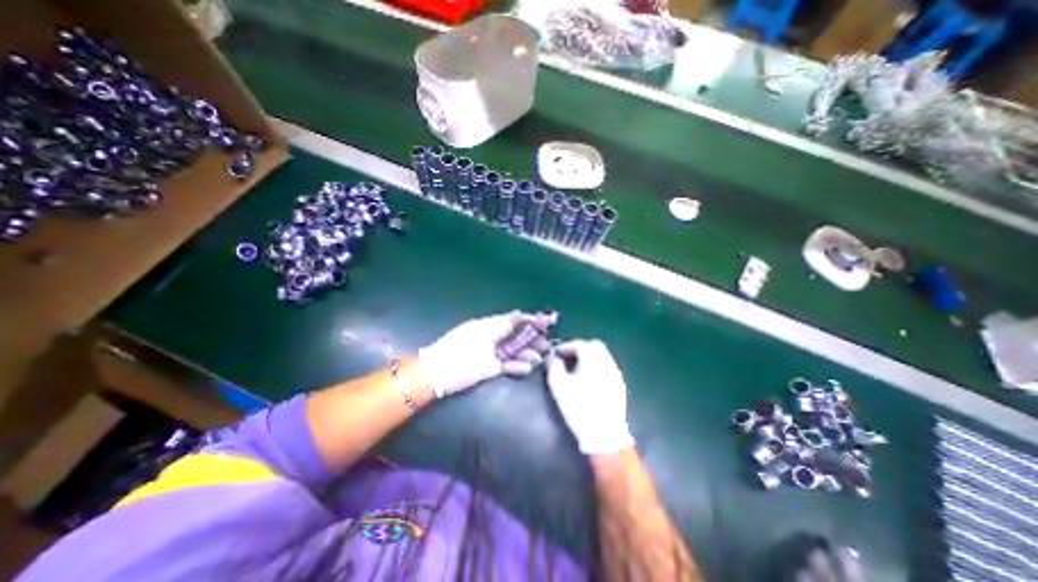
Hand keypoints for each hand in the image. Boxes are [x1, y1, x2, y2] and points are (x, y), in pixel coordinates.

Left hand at [416, 308, 554, 399]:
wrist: (441, 371)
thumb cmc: (462, 346)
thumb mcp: (484, 330)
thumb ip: (505, 323)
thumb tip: (521, 313)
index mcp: (491, 325)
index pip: (515, 321)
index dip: (531, 321)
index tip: (548, 322)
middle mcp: (494, 338)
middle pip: (518, 337)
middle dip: (533, 339)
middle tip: (546, 344)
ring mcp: (493, 354)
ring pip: (515, 352)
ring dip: (528, 353)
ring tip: (539, 357)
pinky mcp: (492, 369)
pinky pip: (509, 366)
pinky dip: (518, 367)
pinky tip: (526, 367)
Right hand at [543, 339, 631, 456]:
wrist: (604, 435)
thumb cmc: (579, 407)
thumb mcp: (559, 386)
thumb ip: (554, 367)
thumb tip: (553, 358)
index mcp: (593, 360)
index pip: (580, 344)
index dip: (567, 346)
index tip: (556, 353)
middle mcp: (608, 363)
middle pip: (595, 346)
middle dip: (580, 348)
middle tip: (567, 357)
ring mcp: (616, 374)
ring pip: (603, 356)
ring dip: (589, 357)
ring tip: (576, 368)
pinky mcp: (619, 386)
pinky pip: (607, 368)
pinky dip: (597, 367)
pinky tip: (589, 379)